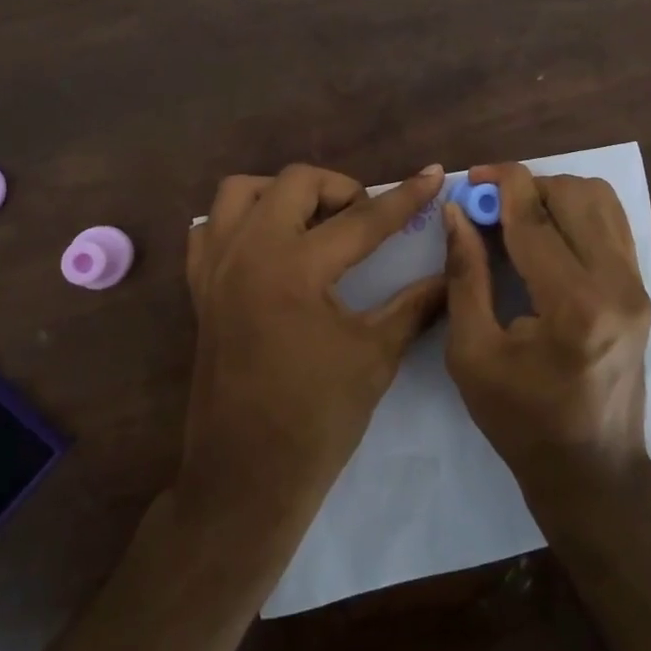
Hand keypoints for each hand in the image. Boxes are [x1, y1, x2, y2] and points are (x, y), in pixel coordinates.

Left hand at [182, 163, 448, 531]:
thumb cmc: (316, 420)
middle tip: (364, 219)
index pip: (361, 219)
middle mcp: (248, 252)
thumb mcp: (375, 356)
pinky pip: (211, 227)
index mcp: (294, 268)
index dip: (404, 197)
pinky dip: (241, 222)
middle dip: (339, 189)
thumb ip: (414, 305)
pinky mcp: (200, 288)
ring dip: (283, 194)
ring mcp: (215, 267)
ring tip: (314, 223)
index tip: (434, 173)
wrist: (246, 477)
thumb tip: (451, 276)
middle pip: (295, 182)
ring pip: (242, 192)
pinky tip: (270, 247)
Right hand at [443, 164, 650, 495]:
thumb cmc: (522, 421)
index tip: (471, 176)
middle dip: (526, 187)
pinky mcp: (643, 290)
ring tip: (518, 217)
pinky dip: (578, 211)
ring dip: (554, 194)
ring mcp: (638, 285)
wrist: (593, 472)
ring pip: (600, 200)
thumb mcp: (473, 353)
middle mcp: (617, 284)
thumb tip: (456, 212)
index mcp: (573, 305)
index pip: (535, 217)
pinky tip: (548, 234)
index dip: (500, 185)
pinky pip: (612, 223)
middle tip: (489, 205)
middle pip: (574, 194)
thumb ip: (465, 274)